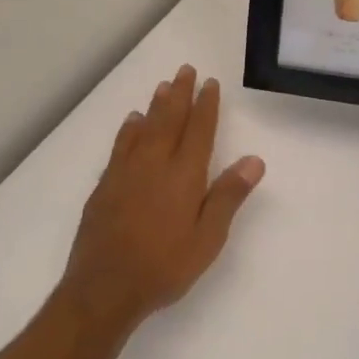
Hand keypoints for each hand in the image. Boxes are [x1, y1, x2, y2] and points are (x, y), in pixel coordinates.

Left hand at [60, 66, 265, 331]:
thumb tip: (254, 159)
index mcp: (183, 176)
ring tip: (163, 86)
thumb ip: (228, 196)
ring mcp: (126, 173)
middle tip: (185, 70)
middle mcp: (154, 165)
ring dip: (155, 105)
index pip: (199, 131)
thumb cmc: (164, 266)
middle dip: (179, 94)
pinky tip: (132, 122)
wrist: (103, 289)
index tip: (210, 83)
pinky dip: (129, 130)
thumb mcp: (207, 238)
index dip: (206, 106)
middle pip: (169, 120)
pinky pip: (120, 146)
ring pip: (144, 129)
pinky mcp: (105, 186)